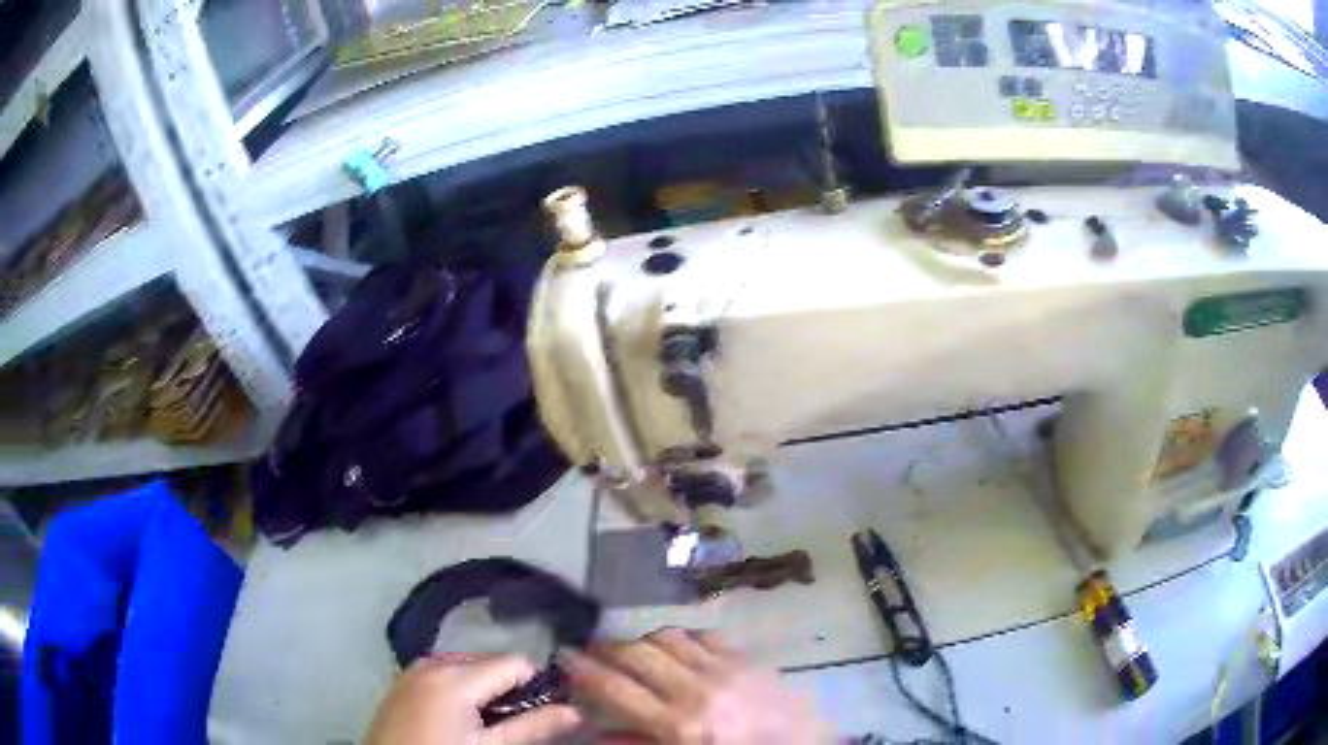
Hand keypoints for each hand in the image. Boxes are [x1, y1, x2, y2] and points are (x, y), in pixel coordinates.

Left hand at [366, 653, 580, 744]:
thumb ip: (532, 726)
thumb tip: (574, 711)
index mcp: (455, 676)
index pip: (515, 663)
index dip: (536, 684)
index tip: (546, 708)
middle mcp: (432, 663)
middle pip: (488, 663)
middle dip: (506, 688)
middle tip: (512, 722)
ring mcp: (411, 670)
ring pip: (464, 668)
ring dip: (482, 690)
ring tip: (484, 724)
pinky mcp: (400, 682)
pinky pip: (440, 674)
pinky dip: (457, 690)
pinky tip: (457, 718)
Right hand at [562, 629, 833, 744]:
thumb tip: (595, 732)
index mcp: (679, 726)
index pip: (616, 689)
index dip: (583, 670)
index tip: (563, 658)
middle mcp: (698, 690)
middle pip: (637, 654)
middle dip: (606, 648)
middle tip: (590, 651)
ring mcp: (726, 669)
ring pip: (668, 637)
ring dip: (643, 641)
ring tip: (632, 652)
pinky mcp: (749, 659)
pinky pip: (705, 635)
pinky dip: (682, 639)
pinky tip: (678, 650)